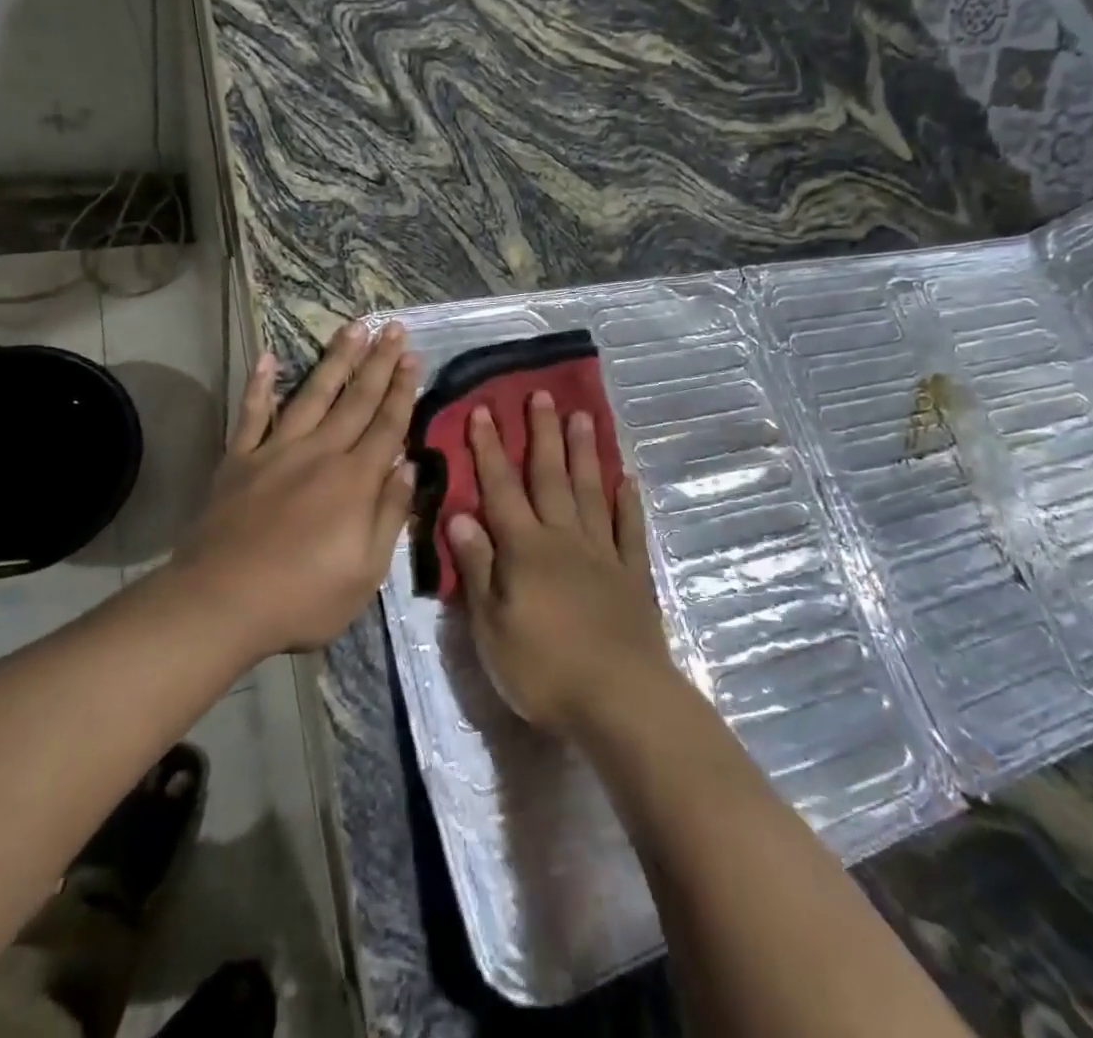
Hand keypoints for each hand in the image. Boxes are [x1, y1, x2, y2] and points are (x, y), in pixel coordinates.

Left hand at [175, 321, 419, 659]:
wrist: (219, 603)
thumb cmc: (303, 596)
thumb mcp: (367, 571)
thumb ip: (390, 514)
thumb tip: (409, 466)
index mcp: (355, 480)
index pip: (388, 425)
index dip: (402, 390)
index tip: (412, 357)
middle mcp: (320, 453)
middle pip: (356, 399)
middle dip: (378, 362)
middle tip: (393, 328)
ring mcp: (276, 451)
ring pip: (313, 394)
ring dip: (335, 359)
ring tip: (353, 328)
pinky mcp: (240, 461)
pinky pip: (252, 414)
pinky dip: (259, 385)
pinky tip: (267, 358)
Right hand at [448, 391, 677, 737]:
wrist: (619, 698)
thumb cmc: (543, 668)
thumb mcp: (491, 625)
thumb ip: (477, 567)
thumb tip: (460, 514)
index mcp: (525, 549)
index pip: (501, 488)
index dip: (489, 449)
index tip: (483, 411)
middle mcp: (564, 538)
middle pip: (550, 477)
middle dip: (541, 434)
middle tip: (540, 394)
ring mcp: (603, 553)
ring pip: (590, 491)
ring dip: (583, 453)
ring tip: (581, 416)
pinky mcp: (633, 574)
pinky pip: (629, 528)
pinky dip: (627, 502)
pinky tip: (627, 479)